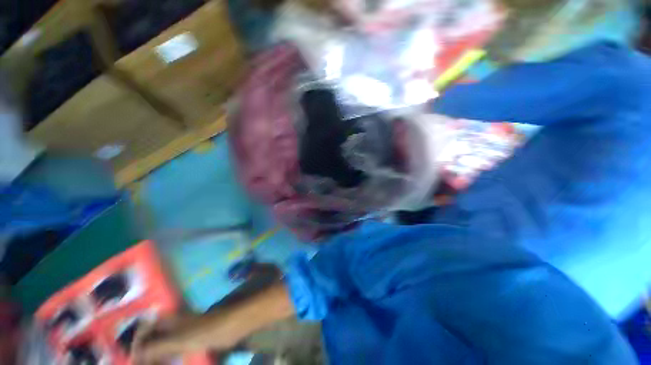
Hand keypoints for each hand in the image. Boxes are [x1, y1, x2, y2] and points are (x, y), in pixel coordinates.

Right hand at [132, 313, 239, 364]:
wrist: (231, 326)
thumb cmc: (205, 330)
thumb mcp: (179, 340)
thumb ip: (157, 347)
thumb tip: (135, 355)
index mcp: (170, 320)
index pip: (146, 328)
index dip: (137, 342)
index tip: (133, 359)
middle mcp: (175, 325)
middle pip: (154, 338)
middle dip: (145, 352)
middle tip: (140, 364)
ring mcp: (184, 333)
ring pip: (163, 345)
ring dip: (155, 357)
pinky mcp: (193, 340)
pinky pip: (174, 351)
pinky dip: (167, 359)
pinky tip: (166, 364)